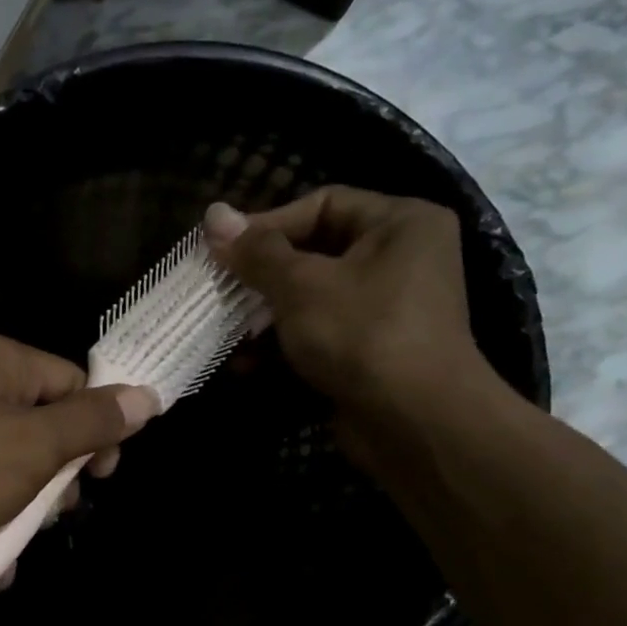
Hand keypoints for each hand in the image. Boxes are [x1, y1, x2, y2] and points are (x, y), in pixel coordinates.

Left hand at [0, 333, 159, 581]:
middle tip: (50, 517)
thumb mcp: (32, 448)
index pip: (73, 383)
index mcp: (0, 362)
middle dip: (51, 482)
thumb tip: (149, 395)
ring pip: (1, 470)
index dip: (96, 430)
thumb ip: (92, 423)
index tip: (100, 477)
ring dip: (15, 516)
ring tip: (9, 551)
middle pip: (37, 429)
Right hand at [204, 187, 500, 455]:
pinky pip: (317, 337)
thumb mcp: (301, 285)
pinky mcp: (368, 353)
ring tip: (225, 331)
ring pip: (309, 300)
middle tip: (218, 290)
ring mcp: (384, 310)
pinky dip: (281, 348)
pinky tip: (244, 366)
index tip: (222, 249)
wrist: (413, 421)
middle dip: (260, 278)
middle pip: (313, 254)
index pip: (323, 204)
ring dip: (263, 318)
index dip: (267, 224)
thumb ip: (256, 252)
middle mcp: (399, 259)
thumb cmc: (361, 333)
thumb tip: (213, 214)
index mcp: (399, 223)